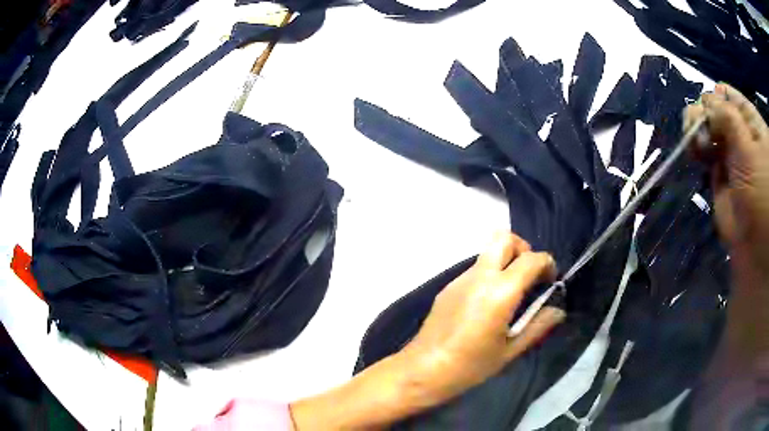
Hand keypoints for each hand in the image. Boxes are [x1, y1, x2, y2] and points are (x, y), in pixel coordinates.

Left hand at [400, 231, 564, 404]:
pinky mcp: (448, 287)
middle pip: (504, 239)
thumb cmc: (471, 365)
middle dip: (523, 250)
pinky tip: (488, 303)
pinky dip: (489, 274)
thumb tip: (558, 310)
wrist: (424, 369)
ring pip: (487, 252)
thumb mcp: (510, 350)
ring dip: (505, 261)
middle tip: (529, 276)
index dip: (547, 264)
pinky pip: (475, 269)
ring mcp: (460, 279)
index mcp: (500, 291)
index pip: (531, 258)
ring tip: (510, 292)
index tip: (550, 281)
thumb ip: (538, 326)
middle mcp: (480, 276)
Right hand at [684, 84, 768, 277]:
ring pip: (706, 129)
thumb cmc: (760, 189)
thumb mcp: (748, 145)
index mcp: (748, 121)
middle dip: (701, 115)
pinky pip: (704, 153)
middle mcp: (738, 133)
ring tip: (694, 144)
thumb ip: (726, 117)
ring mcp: (729, 154)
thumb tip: (703, 104)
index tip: (707, 111)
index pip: (726, 95)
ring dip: (696, 131)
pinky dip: (695, 150)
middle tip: (696, 130)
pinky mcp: (718, 175)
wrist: (756, 243)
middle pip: (713, 110)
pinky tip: (693, 153)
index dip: (714, 97)